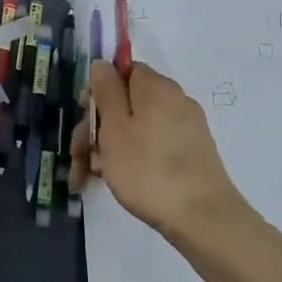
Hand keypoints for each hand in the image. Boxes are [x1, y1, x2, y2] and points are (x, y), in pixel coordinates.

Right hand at [72, 60, 258, 261]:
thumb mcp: (115, 127)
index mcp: (156, 87)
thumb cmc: (148, 169)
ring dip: (109, 147)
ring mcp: (186, 128)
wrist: (202, 218)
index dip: (98, 92)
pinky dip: (132, 157)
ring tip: (89, 177)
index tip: (85, 118)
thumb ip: (106, 90)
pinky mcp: (191, 152)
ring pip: (137, 127)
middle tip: (79, 158)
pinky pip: (153, 145)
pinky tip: (116, 180)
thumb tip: (102, 63)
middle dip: (97, 127)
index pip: (122, 71)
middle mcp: (175, 100)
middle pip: (126, 102)